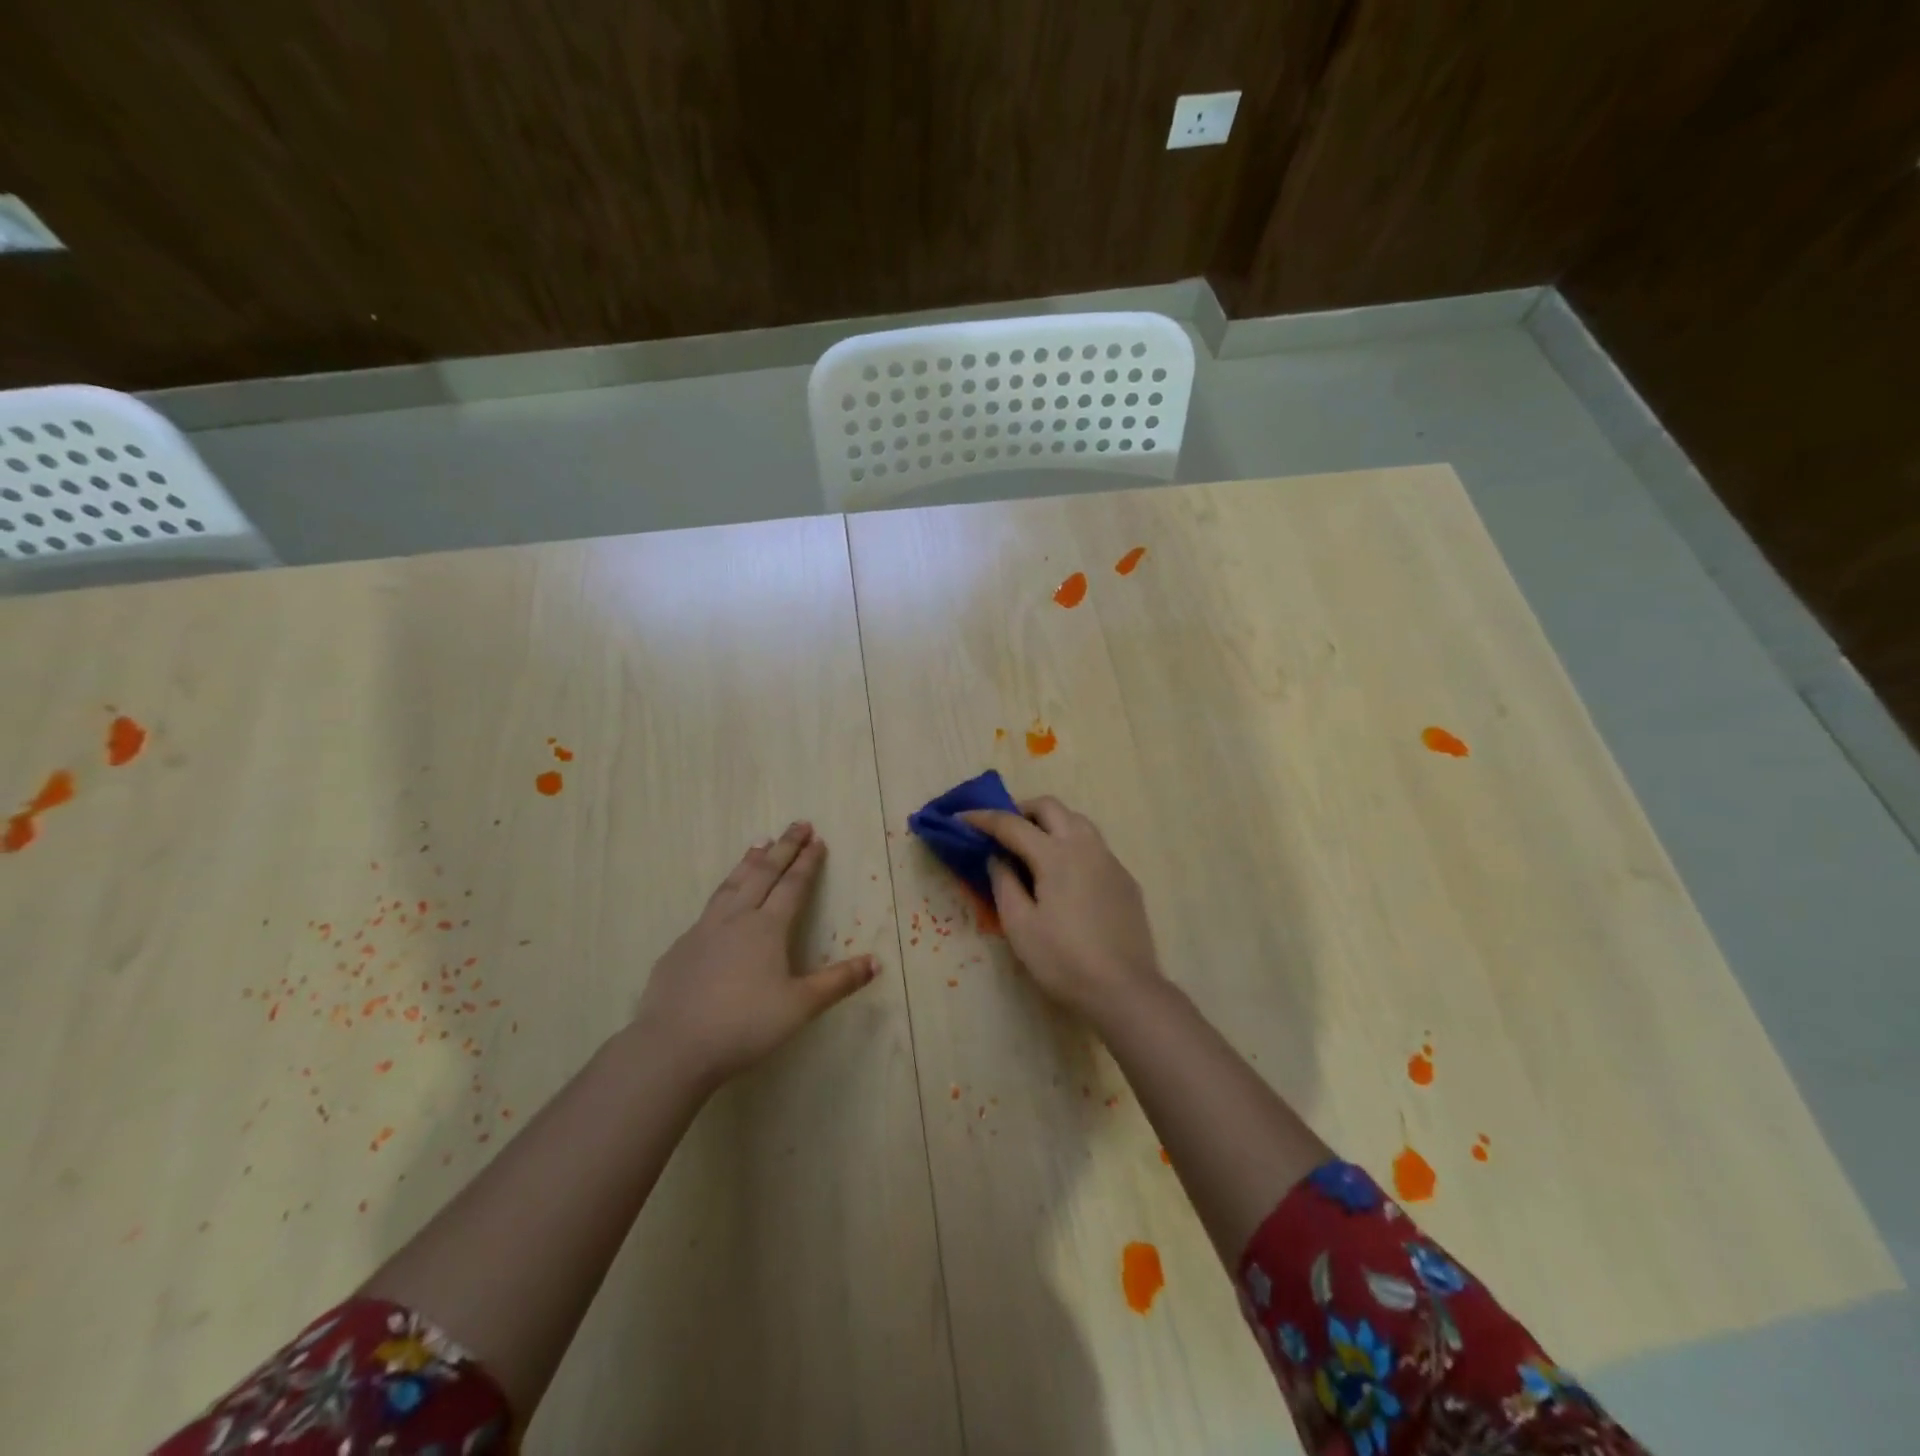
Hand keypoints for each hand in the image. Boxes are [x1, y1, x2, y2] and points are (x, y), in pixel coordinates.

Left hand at [633, 821, 877, 1086]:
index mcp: (767, 928)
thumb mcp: (800, 1006)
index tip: (817, 839)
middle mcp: (737, 918)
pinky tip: (723, 899)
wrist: (673, 1046)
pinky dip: (724, 891)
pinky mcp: (681, 947)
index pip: (792, 885)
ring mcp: (704, 930)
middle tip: (798, 824)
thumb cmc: (745, 1025)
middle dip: (784, 847)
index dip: (807, 862)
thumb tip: (876, 962)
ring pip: (732, 884)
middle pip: (763, 873)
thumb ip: (838, 982)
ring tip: (760, 843)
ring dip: (750, 861)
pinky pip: (709, 908)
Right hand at [961, 797, 1163, 1021]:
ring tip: (1032, 847)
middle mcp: (1085, 846)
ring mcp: (1110, 860)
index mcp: (1055, 855)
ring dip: (1050, 822)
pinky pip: (1094, 846)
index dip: (983, 819)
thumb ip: (1004, 883)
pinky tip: (1064, 875)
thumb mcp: (1020, 926)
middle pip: (1050, 807)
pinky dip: (1071, 844)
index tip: (961, 818)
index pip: (1012, 824)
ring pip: (1077, 821)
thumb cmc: (1063, 960)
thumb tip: (996, 858)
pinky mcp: (1124, 879)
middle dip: (1021, 810)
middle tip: (1001, 830)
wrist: (1124, 989)